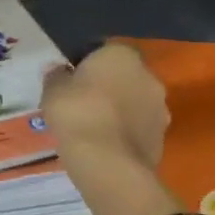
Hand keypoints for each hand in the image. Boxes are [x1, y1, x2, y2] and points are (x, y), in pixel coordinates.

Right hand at [41, 41, 168, 167]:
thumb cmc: (77, 114)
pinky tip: (105, 146)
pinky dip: (125, 133)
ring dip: (120, 111)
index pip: (105, 50)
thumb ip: (56, 76)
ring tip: (93, 128)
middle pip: (124, 76)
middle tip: (82, 103)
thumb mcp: (52, 91)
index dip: (87, 64)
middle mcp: (149, 76)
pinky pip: (139, 129)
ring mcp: (161, 109)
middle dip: (108, 87)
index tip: (72, 79)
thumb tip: (58, 70)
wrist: (108, 164)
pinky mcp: (163, 138)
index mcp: (122, 55)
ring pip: (135, 103)